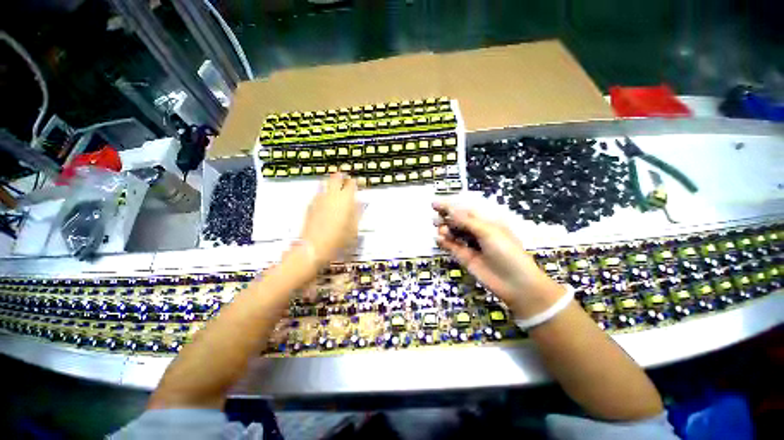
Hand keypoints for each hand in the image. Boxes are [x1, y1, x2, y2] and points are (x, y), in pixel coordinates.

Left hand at [300, 173, 359, 265]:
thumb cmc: (339, 238)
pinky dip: (323, 194)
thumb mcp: (354, 227)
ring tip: (334, 189)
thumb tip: (358, 204)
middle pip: (336, 177)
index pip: (351, 183)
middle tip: (344, 180)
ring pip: (325, 183)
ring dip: (330, 184)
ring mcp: (320, 199)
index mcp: (346, 199)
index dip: (354, 182)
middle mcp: (332, 195)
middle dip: (341, 177)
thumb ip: (356, 212)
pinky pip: (318, 194)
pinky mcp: (311, 205)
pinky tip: (325, 201)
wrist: (315, 246)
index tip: (355, 183)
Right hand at [433, 201, 564, 318]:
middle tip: (435, 220)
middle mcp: (477, 232)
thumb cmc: (506, 251)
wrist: (515, 283)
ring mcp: (470, 245)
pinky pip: (452, 247)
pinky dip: (444, 243)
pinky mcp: (465, 258)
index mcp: (486, 222)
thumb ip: (467, 221)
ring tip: (441, 231)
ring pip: (453, 234)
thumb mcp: (488, 232)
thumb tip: (450, 210)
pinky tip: (439, 239)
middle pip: (457, 222)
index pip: (465, 212)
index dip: (450, 207)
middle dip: (445, 219)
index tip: (434, 204)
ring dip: (445, 230)